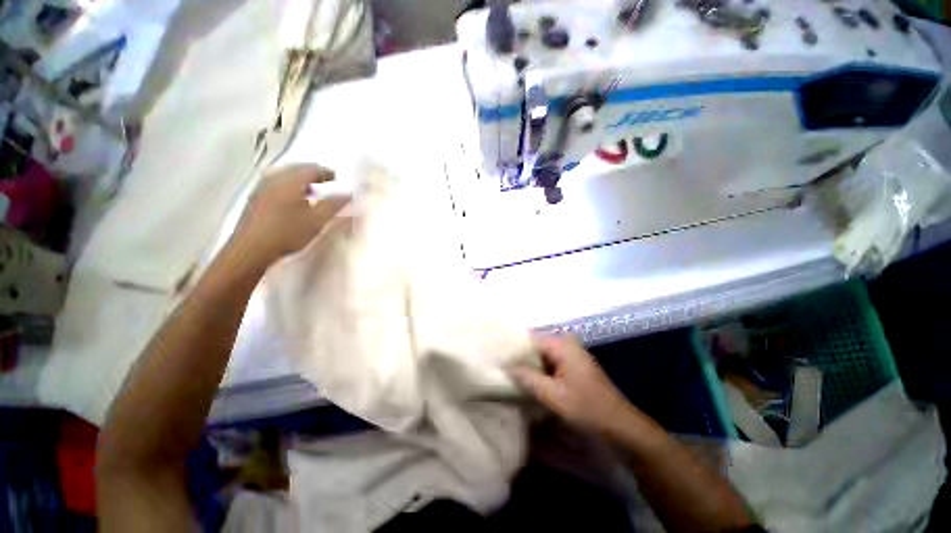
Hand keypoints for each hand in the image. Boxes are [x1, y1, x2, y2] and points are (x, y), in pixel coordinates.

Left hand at [230, 164, 349, 266]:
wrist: (251, 249)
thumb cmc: (288, 233)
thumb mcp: (317, 220)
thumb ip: (334, 205)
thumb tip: (349, 193)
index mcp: (290, 181)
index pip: (311, 169)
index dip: (326, 172)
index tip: (337, 178)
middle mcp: (274, 179)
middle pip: (296, 169)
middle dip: (313, 173)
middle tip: (326, 181)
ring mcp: (262, 188)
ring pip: (285, 176)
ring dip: (300, 180)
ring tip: (311, 189)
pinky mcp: (255, 198)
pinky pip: (276, 183)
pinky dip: (289, 186)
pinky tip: (293, 199)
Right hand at [509, 335, 634, 434]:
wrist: (620, 425)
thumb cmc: (587, 408)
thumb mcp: (553, 395)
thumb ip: (528, 378)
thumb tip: (507, 366)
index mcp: (562, 344)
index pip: (529, 339)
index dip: (513, 349)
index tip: (497, 358)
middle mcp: (566, 343)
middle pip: (535, 346)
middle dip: (520, 358)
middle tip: (501, 369)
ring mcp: (570, 354)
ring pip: (541, 355)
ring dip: (529, 366)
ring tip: (509, 375)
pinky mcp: (572, 365)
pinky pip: (549, 363)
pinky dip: (539, 371)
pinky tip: (528, 381)